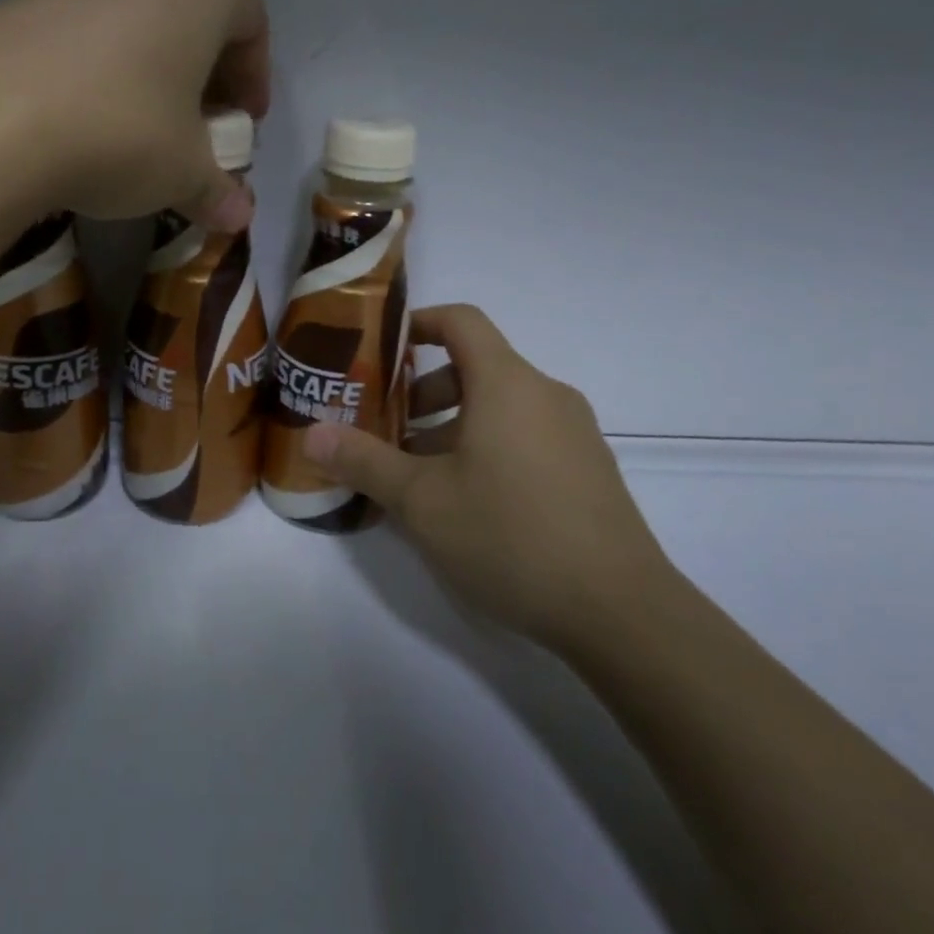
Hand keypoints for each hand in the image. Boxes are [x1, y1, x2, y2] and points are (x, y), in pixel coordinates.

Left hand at [0, 0, 269, 231]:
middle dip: (204, 72)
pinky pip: (81, 33)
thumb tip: (239, 218)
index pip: (251, 21)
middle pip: (193, 14)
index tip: (243, 124)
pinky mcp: (22, 3)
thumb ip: (218, 192)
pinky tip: (81, 120)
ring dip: (149, 71)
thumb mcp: (183, 173)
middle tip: (198, 125)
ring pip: (135, 20)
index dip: (255, 76)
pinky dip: (97, 71)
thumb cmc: (120, 134)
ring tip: (138, 128)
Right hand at [304, 304, 673, 652]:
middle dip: (422, 391)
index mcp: (507, 384)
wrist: (621, 612)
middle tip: (385, 428)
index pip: (461, 321)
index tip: (380, 350)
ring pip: (500, 407)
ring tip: (417, 474)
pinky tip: (466, 502)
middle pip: (476, 367)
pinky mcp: (588, 470)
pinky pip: (525, 436)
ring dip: (452, 425)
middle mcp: (546, 395)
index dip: (417, 323)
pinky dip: (486, 447)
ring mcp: (574, 433)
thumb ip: (364, 461)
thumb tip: (312, 434)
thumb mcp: (422, 500)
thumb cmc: (511, 536)